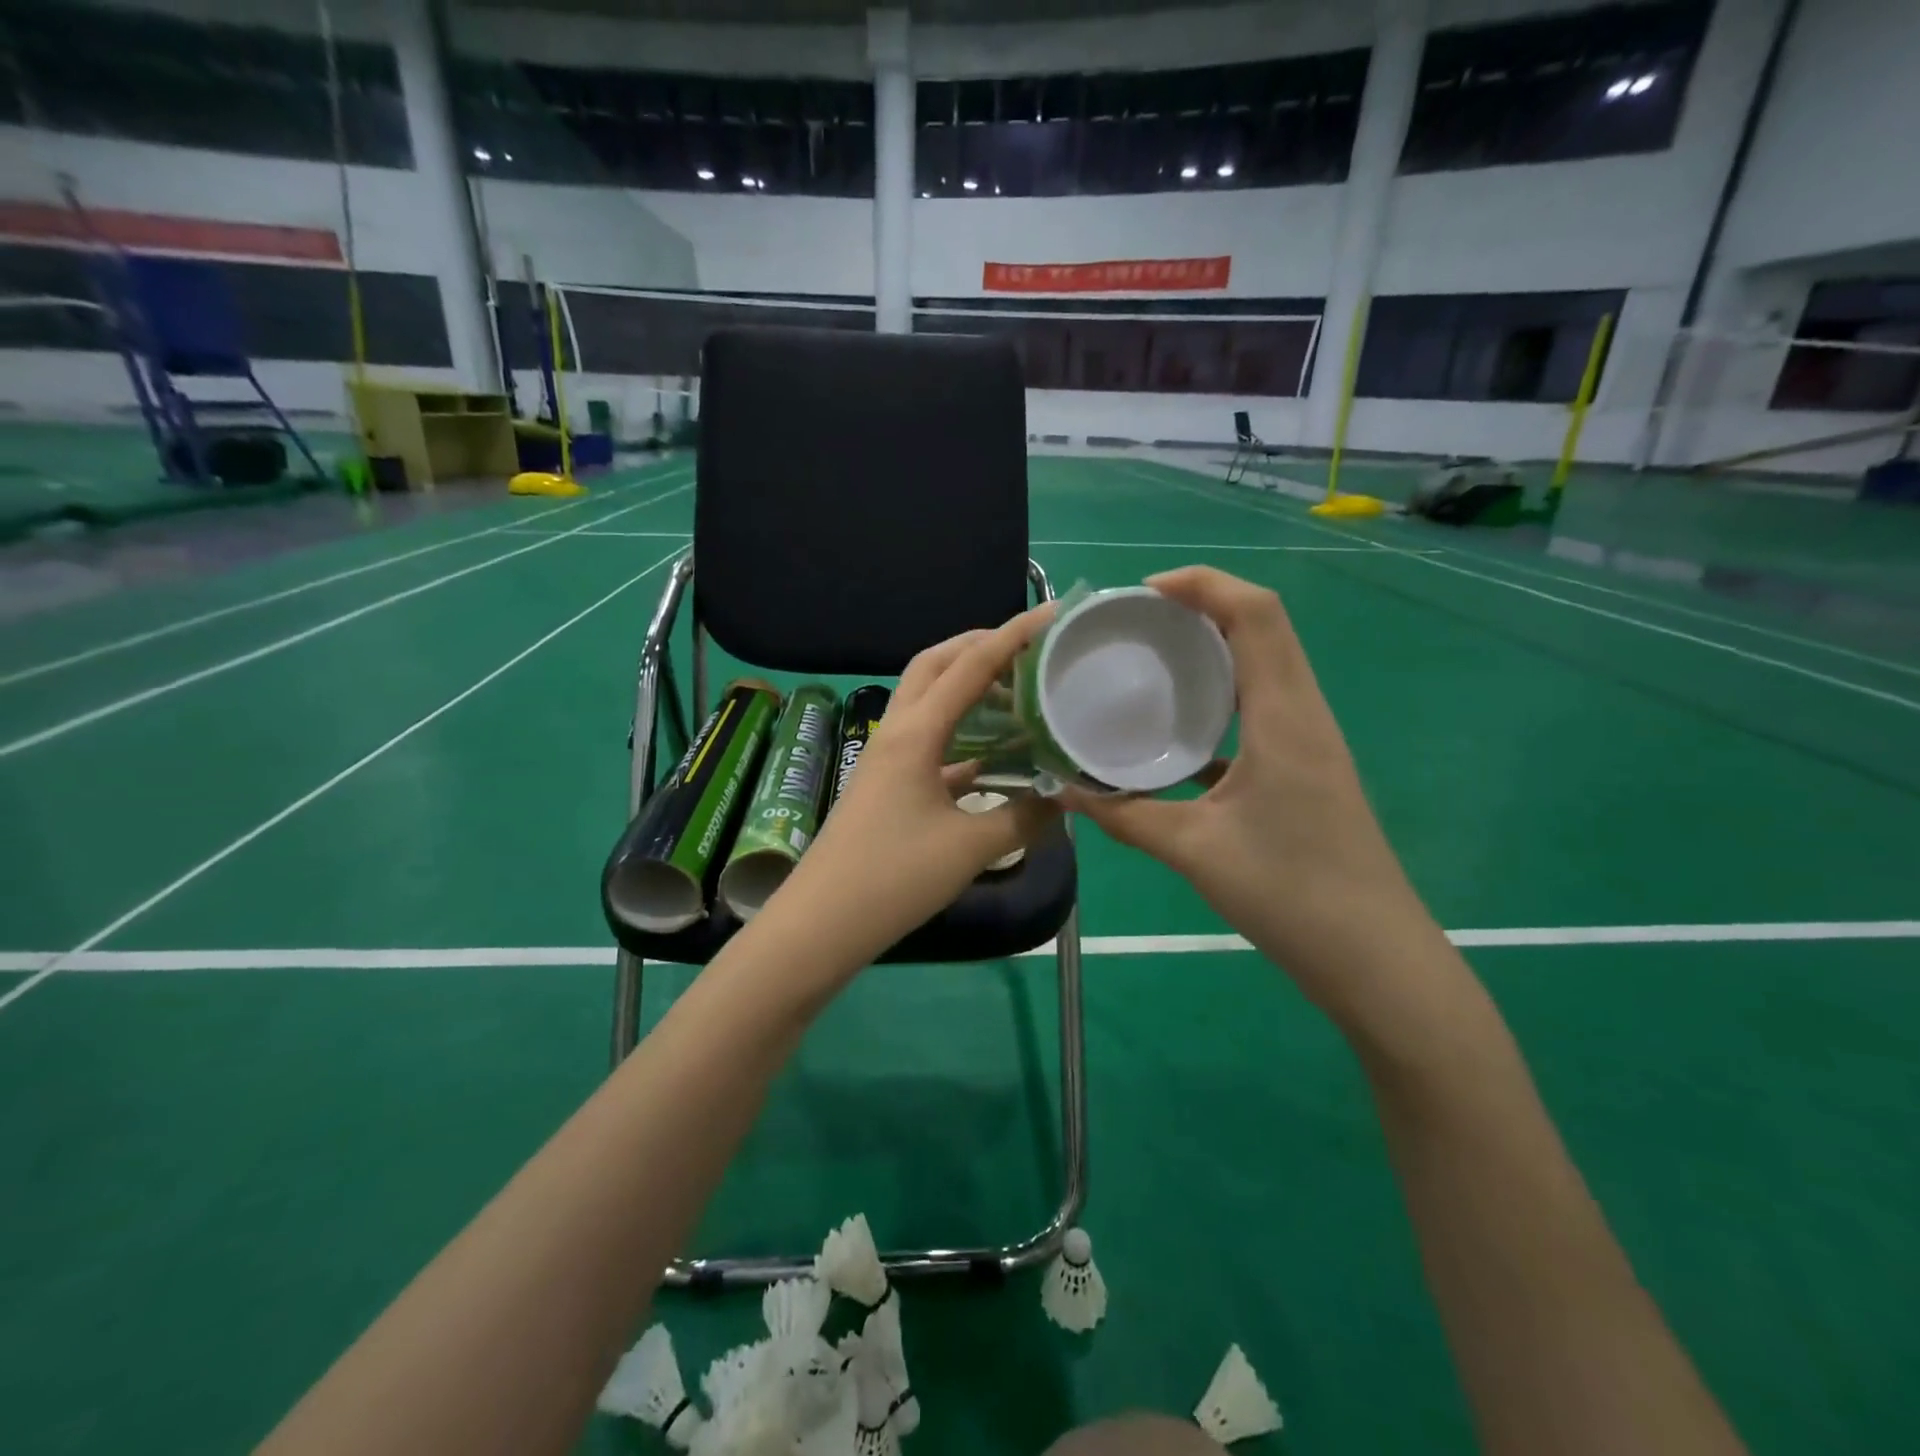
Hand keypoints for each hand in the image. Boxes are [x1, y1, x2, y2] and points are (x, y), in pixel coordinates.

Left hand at [776, 605, 1061, 968]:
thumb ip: (1023, 818)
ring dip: (966, 684)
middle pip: (935, 665)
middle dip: (979, 645)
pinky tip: (991, 754)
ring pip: (928, 700)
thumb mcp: (969, 849)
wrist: (822, 923)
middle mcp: (897, 732)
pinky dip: (960, 732)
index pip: (969, 666)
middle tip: (1027, 646)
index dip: (1013, 636)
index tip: (1053, 614)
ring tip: (1014, 689)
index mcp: (916, 733)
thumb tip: (1062, 798)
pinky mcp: (887, 784)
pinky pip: (929, 740)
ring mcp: (887, 758)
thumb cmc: (893, 878)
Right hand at [1058, 567, 1427, 1014]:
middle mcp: (1303, 713)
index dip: (1203, 584)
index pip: (1256, 613)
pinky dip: (1221, 697)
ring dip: (1214, 648)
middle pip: (1263, 627)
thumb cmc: (1290, 894)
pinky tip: (1177, 728)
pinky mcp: (1305, 769)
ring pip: (1264, 666)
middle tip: (1137, 620)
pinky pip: (1261, 709)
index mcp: (1284, 715)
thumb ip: (1122, 815)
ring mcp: (1309, 741)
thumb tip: (1061, 791)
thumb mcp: (1194, 851)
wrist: (1374, 959)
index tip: (1143, 592)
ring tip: (1153, 658)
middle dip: (1202, 606)